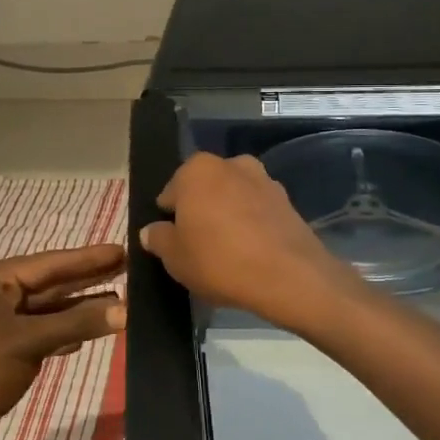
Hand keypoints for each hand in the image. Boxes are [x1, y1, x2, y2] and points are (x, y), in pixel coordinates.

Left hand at [0, 244, 126, 439]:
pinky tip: (89, 330)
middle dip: (87, 280)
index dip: (88, 258)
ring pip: (46, 309)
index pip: (50, 263)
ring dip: (79, 308)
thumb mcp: (28, 342)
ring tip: (120, 300)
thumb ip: (77, 323)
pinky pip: (38, 330)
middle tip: (128, 269)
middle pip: (49, 284)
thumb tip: (126, 310)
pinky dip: (63, 330)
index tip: (122, 249)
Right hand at [139, 153, 363, 329]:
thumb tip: (151, 231)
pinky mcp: (286, 199)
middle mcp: (230, 164)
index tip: (173, 240)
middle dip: (200, 210)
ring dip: (227, 214)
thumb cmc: (219, 261)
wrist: (288, 275)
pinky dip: (251, 223)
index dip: (169, 217)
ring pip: (233, 196)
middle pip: (205, 188)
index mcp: (197, 170)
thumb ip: (159, 239)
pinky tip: (251, 251)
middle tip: (197, 246)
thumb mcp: (175, 258)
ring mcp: (263, 179)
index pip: (171, 192)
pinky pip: (257, 210)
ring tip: (226, 250)